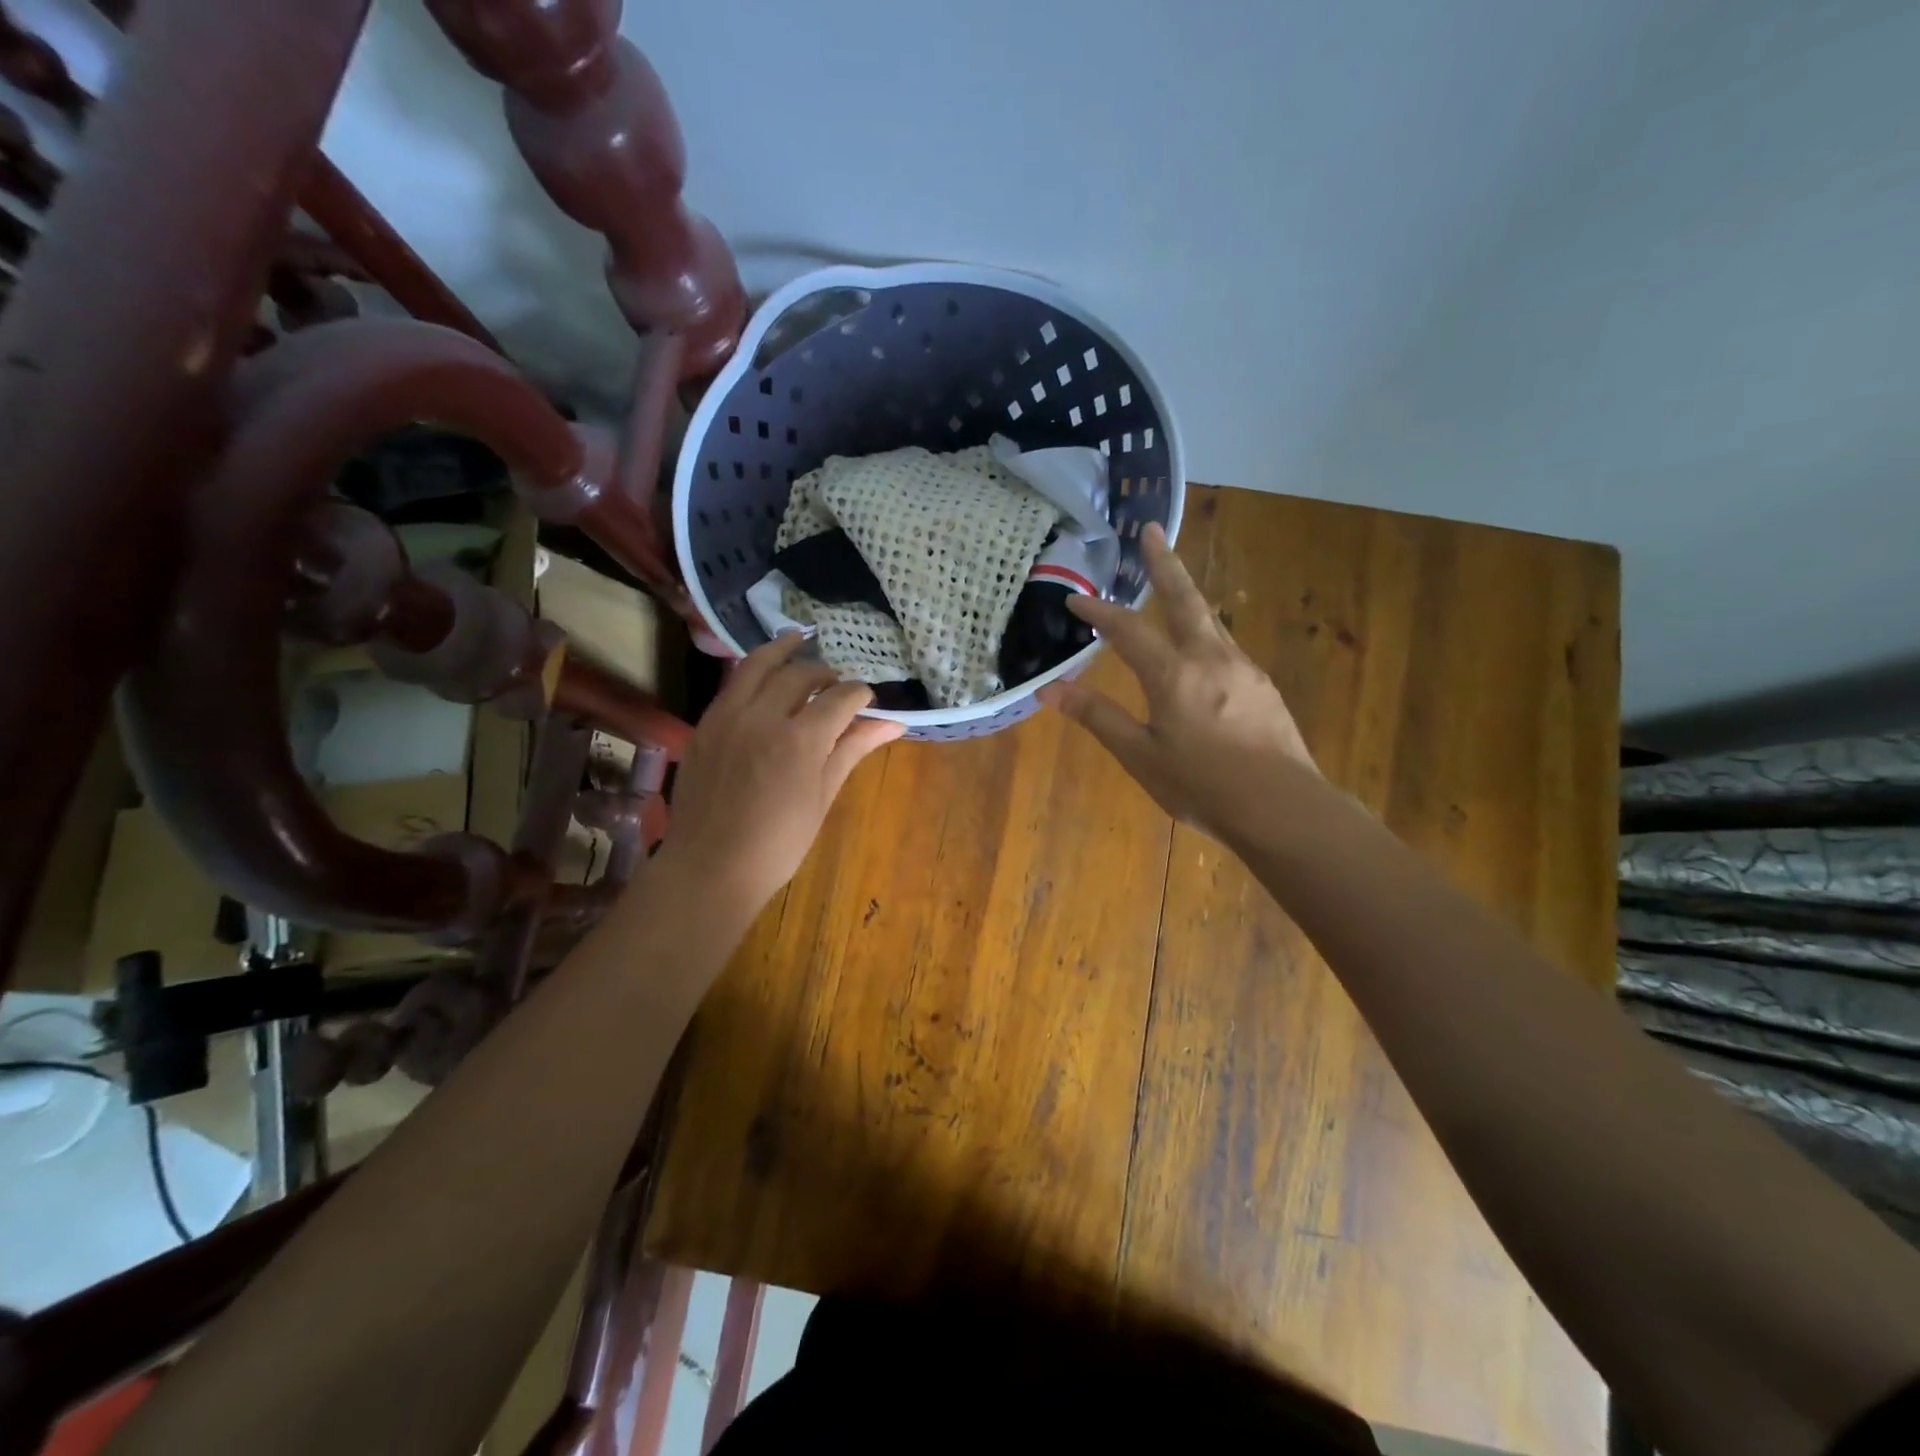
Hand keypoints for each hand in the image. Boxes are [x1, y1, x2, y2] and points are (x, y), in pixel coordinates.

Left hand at [661, 635, 903, 917]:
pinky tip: (764, 675)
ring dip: (784, 651)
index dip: (859, 694)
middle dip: (825, 674)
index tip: (867, 701)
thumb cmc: (778, 843)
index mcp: (800, 739)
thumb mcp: (822, 796)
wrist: (710, 867)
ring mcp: (728, 716)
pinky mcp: (705, 724)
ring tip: (800, 640)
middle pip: (800, 674)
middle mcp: (763, 716)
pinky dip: (753, 671)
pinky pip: (732, 683)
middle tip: (836, 686)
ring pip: (758, 665)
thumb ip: (852, 750)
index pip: (839, 697)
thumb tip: (893, 724)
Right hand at [1038, 523, 1317, 852]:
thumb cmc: (1203, 786)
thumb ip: (1098, 717)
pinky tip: (1202, 656)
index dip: (1098, 611)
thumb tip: (1050, 691)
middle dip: (1163, 563)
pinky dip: (1205, 636)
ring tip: (1172, 587)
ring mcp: (1243, 669)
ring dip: (1186, 598)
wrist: (1283, 808)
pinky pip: (1226, 649)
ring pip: (1210, 621)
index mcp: (1174, 675)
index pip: (1128, 629)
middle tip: (1151, 530)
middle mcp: (1211, 658)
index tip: (1075, 598)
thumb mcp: (1140, 757)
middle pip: (1184, 599)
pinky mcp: (1263, 687)